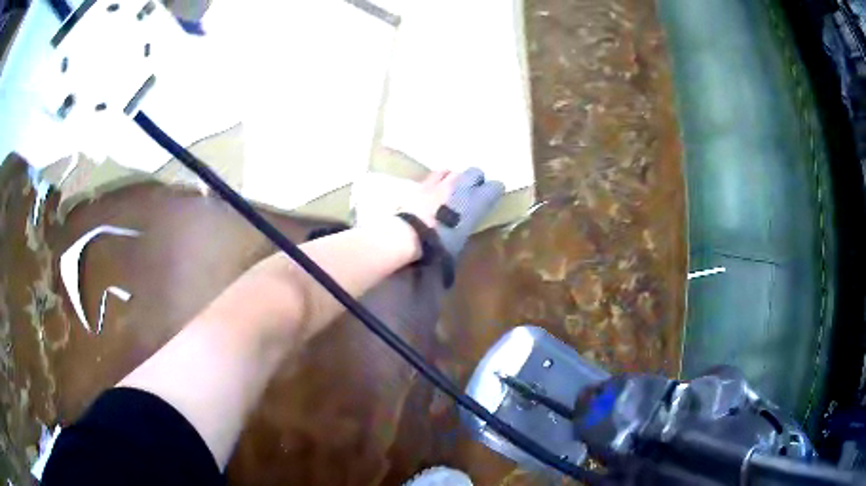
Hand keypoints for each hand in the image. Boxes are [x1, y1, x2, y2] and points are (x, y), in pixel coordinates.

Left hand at [399, 168, 504, 257]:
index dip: (494, 192)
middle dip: (475, 180)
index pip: (496, 187)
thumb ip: (468, 225)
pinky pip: (437, 174)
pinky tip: (435, 191)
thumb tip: (466, 225)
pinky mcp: (425, 182)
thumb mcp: (462, 240)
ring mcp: (443, 181)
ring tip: (450, 192)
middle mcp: (463, 186)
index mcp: (478, 202)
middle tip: (470, 194)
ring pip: (455, 171)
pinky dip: (439, 181)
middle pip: (476, 172)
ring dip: (456, 179)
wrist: (410, 235)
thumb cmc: (441, 245)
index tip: (491, 199)